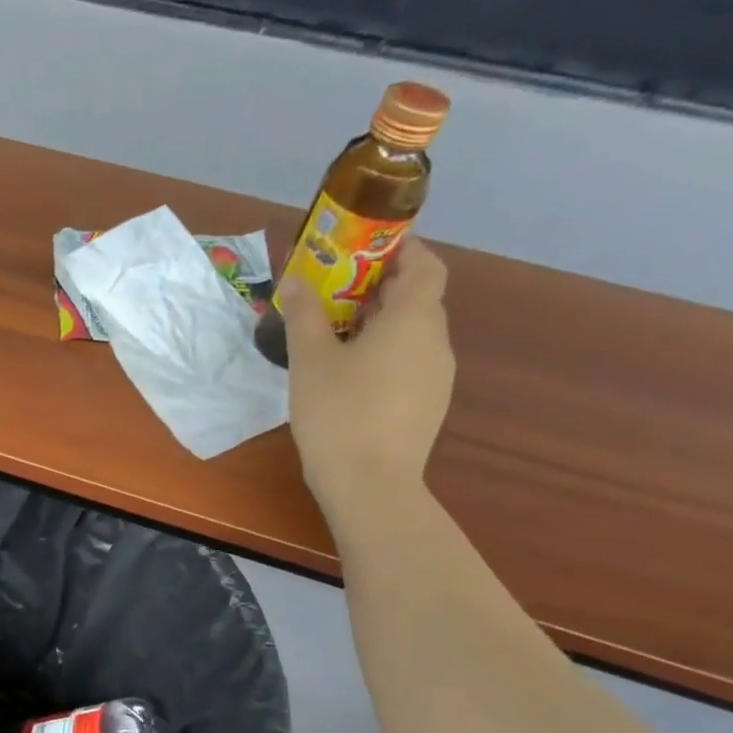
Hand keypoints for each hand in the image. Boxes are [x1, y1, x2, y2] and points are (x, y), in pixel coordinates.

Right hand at [281, 238, 453, 526]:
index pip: (425, 264)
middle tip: (336, 292)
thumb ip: (304, 314)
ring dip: (381, 324)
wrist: (370, 484)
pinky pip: (410, 363)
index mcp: (414, 319)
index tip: (365, 248)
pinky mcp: (428, 406)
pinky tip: (351, 377)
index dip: (402, 249)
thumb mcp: (311, 359)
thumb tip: (295, 279)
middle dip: (380, 288)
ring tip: (337, 335)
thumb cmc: (339, 412)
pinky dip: (386, 354)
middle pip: (418, 298)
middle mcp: (436, 341)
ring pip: (413, 334)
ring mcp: (437, 376)